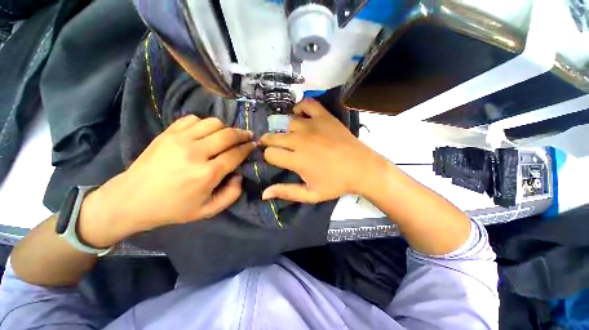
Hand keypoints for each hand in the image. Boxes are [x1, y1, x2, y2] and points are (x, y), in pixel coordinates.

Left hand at [79, 115, 254, 246]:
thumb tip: (239, 175)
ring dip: (225, 128)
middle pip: (228, 135)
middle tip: (248, 136)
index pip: (236, 154)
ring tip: (227, 136)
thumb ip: (232, 194)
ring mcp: (180, 139)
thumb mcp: (208, 210)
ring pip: (213, 123)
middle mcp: (196, 152)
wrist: (131, 199)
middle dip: (242, 134)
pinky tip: (205, 133)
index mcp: (207, 174)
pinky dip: (204, 124)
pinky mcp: (168, 133)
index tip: (254, 145)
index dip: (248, 148)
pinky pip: (193, 119)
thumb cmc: (173, 208)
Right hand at [260, 99, 388, 202]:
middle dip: (269, 142)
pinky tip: (300, 117)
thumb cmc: (337, 183)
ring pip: (286, 122)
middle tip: (276, 147)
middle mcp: (300, 140)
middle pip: (273, 136)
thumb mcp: (311, 194)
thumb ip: (286, 192)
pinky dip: (300, 108)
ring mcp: (312, 125)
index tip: (275, 159)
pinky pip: (306, 104)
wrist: (362, 169)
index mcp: (297, 159)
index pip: (270, 153)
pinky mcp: (324, 117)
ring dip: (283, 129)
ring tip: (288, 135)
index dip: (269, 157)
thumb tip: (264, 194)